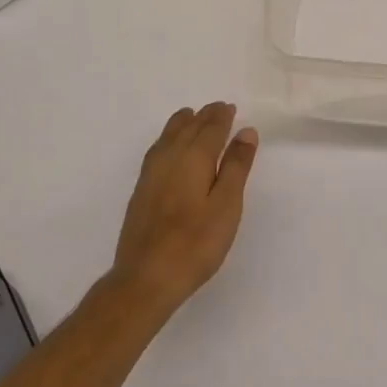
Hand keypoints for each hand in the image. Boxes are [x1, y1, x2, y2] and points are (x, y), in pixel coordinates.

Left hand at [111, 102, 257, 318]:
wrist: (146, 277)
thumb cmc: (195, 243)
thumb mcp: (227, 205)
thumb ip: (236, 166)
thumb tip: (245, 131)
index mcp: (194, 157)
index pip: (210, 127)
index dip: (222, 117)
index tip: (230, 108)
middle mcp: (170, 156)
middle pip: (188, 126)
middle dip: (205, 116)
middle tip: (218, 109)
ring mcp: (151, 173)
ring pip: (169, 135)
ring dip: (184, 123)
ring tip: (194, 118)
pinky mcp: (141, 189)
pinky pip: (158, 148)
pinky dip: (169, 137)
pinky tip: (170, 147)